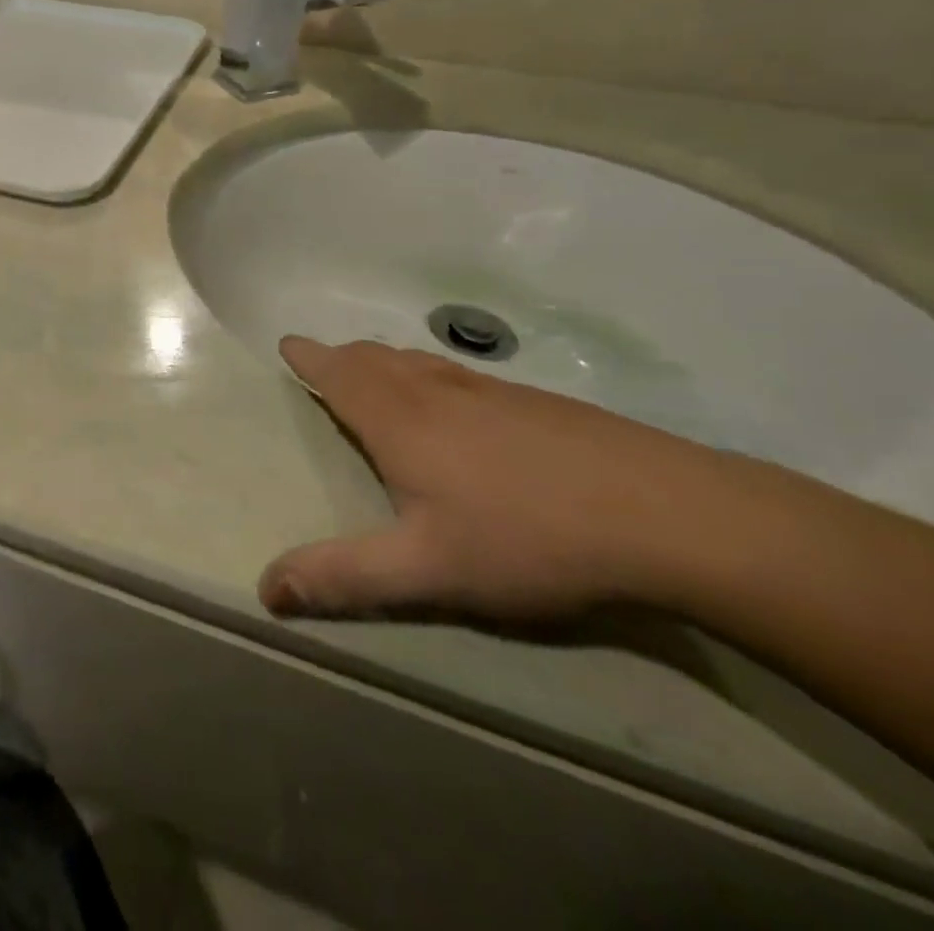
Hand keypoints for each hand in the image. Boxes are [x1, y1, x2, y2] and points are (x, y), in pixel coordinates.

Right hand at [260, 338, 734, 622]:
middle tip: (324, 366)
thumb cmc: (527, 537)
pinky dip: (431, 374)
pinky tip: (458, 406)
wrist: (668, 514)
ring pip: (419, 362)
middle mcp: (436, 390)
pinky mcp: (536, 403)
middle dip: (341, 357)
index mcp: (399, 418)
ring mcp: (490, 391)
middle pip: (374, 357)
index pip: (338, 373)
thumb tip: (265, 588)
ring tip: (376, 376)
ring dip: (385, 362)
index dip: (308, 357)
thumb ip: (342, 576)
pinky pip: (460, 375)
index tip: (286, 345)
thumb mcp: (426, 569)